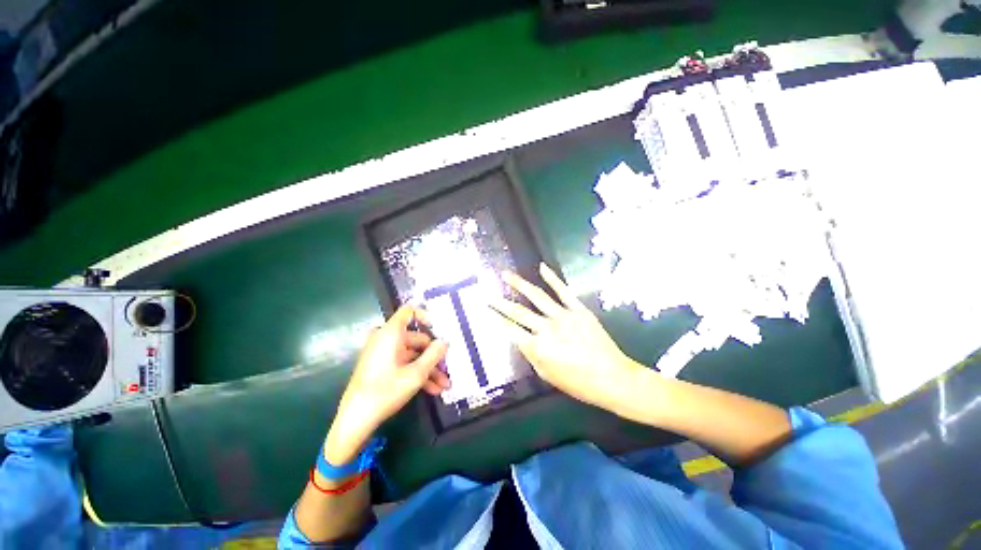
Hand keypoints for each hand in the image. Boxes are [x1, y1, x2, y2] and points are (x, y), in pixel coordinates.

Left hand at [325, 305, 449, 463]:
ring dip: (428, 368)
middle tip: (448, 368)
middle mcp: (386, 338)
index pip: (409, 311)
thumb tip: (444, 342)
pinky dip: (417, 373)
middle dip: (433, 355)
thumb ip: (434, 355)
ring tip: (444, 385)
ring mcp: (383, 353)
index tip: (439, 329)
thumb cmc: (386, 391)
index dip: (426, 316)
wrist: (355, 419)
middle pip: (416, 338)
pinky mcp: (381, 366)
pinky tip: (432, 389)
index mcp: (391, 333)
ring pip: (412, 354)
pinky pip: (403, 363)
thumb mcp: (416, 374)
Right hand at [489, 263, 641, 413]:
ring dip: (519, 284)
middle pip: (518, 312)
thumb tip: (522, 339)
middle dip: (500, 303)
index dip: (495, 320)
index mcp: (538, 347)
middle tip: (487, 293)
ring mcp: (563, 316)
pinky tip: (541, 267)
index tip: (484, 311)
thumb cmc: (578, 383)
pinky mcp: (578, 309)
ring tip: (506, 275)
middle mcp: (547, 328)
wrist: (612, 378)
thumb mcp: (547, 375)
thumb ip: (531, 355)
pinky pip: (563, 291)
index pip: (510, 330)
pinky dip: (552, 278)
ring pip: (537, 296)